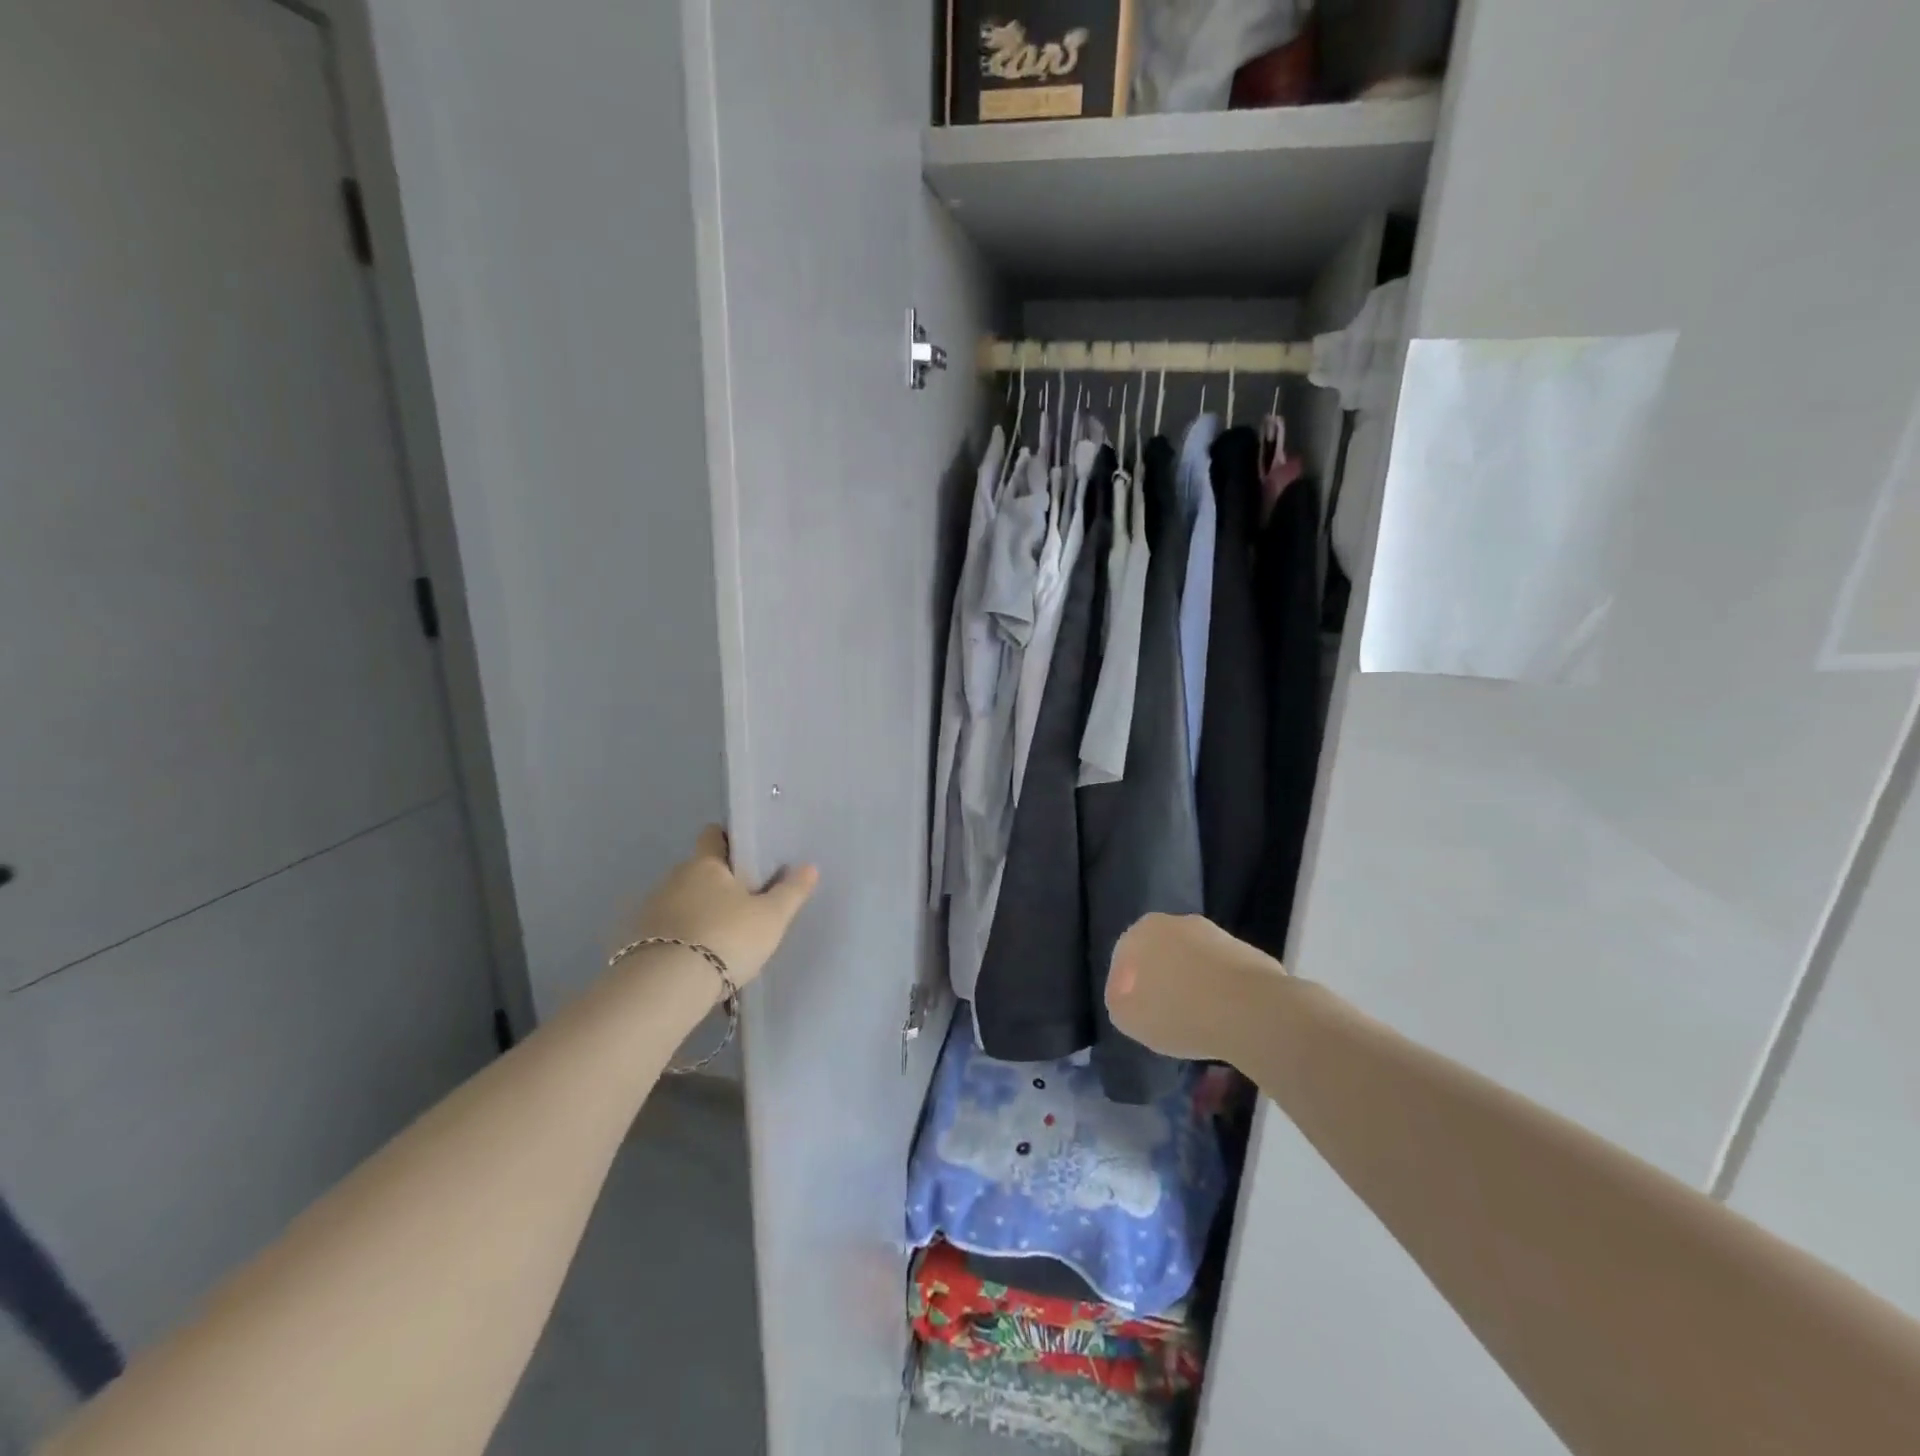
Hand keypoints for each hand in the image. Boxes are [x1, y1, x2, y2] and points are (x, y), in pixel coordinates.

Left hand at [623, 826, 818, 989]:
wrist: (665, 988)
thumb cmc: (726, 939)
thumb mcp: (771, 918)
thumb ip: (791, 891)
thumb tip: (810, 866)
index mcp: (705, 865)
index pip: (712, 836)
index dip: (728, 840)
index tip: (745, 855)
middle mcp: (673, 879)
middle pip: (697, 871)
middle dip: (716, 884)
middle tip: (742, 907)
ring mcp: (649, 910)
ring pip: (679, 902)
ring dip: (695, 913)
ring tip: (718, 940)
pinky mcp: (633, 942)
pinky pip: (663, 931)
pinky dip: (677, 939)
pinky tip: (692, 962)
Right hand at [1106, 913, 1287, 1062]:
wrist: (1253, 1011)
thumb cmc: (1179, 1012)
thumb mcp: (1128, 1018)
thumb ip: (1119, 1004)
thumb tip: (1128, 998)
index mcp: (1144, 931)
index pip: (1123, 958)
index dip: (1122, 988)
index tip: (1132, 1014)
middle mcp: (1178, 922)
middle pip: (1160, 954)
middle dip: (1158, 981)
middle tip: (1160, 1015)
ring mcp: (1216, 934)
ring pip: (1192, 961)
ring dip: (1189, 985)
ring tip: (1193, 1020)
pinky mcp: (1248, 952)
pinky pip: (1221, 973)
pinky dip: (1218, 991)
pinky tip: (1221, 1018)